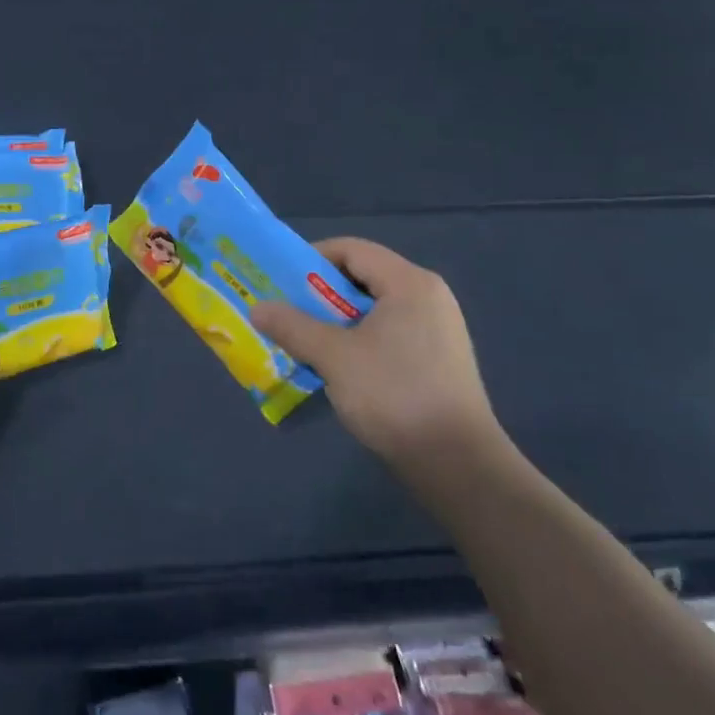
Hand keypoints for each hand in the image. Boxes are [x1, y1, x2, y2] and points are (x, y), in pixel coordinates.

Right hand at [251, 238, 507, 491]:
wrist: (458, 465)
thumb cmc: (394, 395)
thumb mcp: (333, 357)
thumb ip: (292, 326)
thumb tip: (257, 308)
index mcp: (409, 283)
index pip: (352, 249)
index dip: (311, 258)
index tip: (279, 280)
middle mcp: (427, 297)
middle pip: (362, 277)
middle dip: (318, 293)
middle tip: (284, 311)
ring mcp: (436, 330)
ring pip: (372, 310)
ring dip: (334, 321)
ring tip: (302, 341)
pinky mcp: (436, 360)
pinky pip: (387, 334)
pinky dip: (356, 341)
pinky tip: (335, 367)